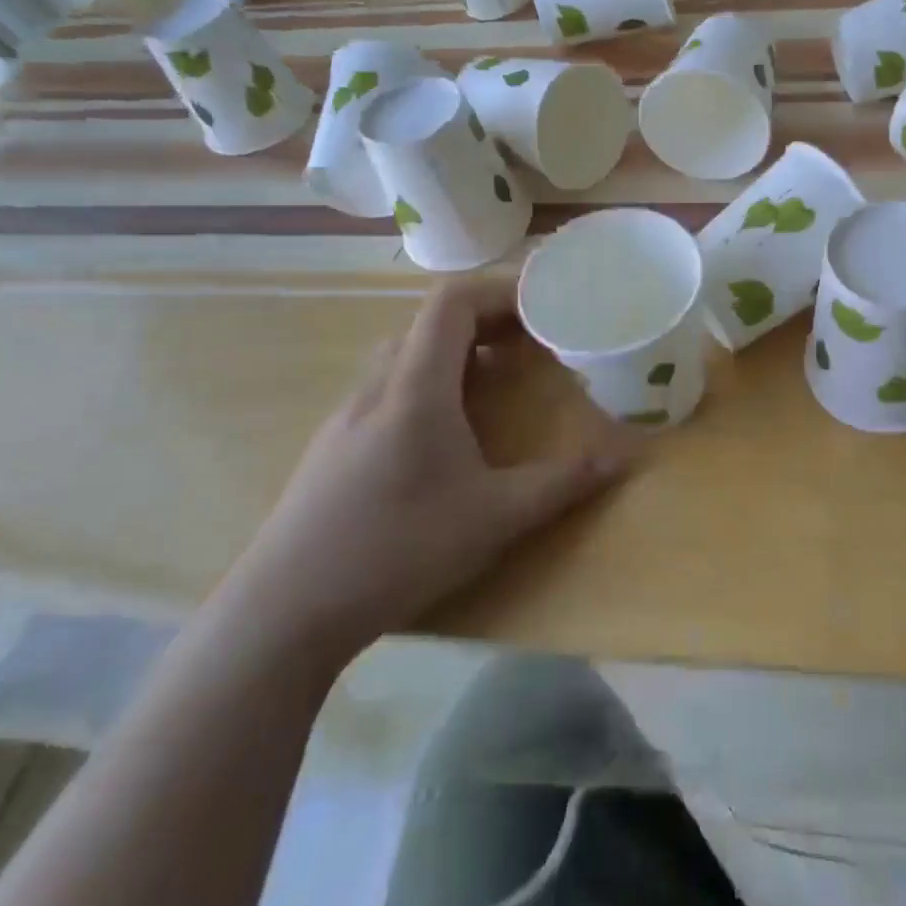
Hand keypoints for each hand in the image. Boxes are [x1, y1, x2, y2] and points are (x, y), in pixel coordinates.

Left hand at [221, 277, 633, 660]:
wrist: (282, 613)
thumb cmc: (397, 550)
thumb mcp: (494, 518)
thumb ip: (561, 483)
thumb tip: (623, 459)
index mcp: (416, 388)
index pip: (451, 303)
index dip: (499, 291)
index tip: (542, 305)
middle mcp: (377, 387)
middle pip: (429, 322)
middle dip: (485, 320)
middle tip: (530, 342)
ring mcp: (347, 415)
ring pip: (405, 354)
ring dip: (455, 352)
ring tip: (495, 379)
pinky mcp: (333, 445)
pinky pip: (388, 386)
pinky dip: (428, 382)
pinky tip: (445, 431)